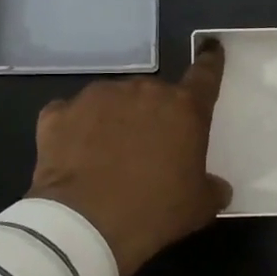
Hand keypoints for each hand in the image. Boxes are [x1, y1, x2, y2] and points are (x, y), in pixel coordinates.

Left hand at [27, 43, 232, 275]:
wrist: (84, 225)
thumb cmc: (154, 211)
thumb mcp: (198, 207)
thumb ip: (212, 188)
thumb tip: (217, 187)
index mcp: (183, 108)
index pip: (205, 76)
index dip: (210, 63)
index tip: (211, 49)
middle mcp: (142, 91)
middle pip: (153, 95)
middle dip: (153, 115)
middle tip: (148, 150)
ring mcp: (97, 97)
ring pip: (113, 101)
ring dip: (114, 120)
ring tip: (106, 156)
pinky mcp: (59, 113)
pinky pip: (72, 116)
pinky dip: (75, 130)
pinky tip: (74, 156)